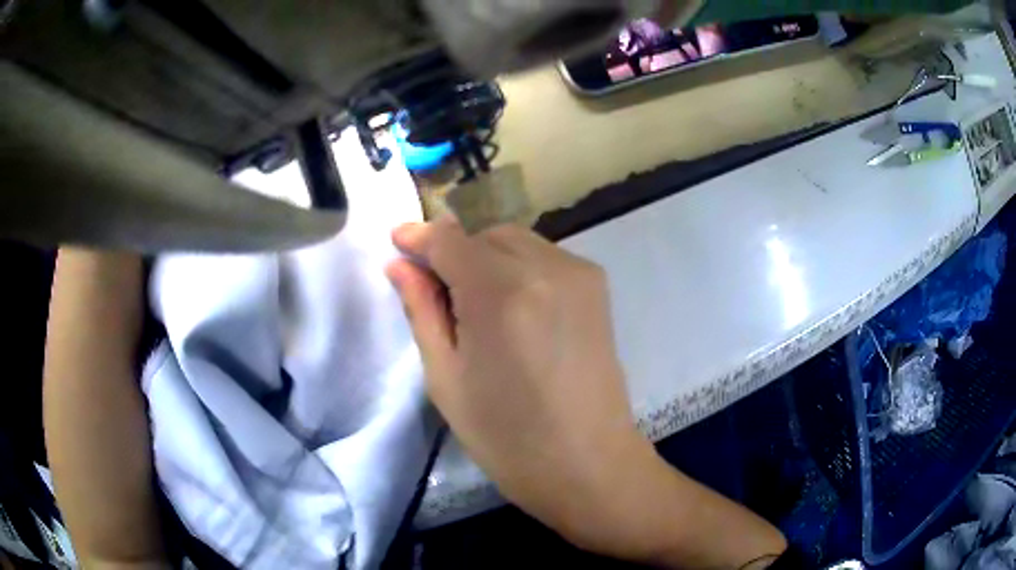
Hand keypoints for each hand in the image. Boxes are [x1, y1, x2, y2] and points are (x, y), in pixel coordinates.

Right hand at [387, 219, 646, 544]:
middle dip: (454, 253)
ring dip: (486, 259)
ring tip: (477, 308)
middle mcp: (546, 268)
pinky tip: (514, 311)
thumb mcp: (447, 379)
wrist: (589, 464)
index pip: (450, 240)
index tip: (397, 242)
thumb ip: (422, 311)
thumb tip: (399, 264)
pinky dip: (518, 269)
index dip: (419, 238)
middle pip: (484, 236)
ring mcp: (579, 274)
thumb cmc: (508, 437)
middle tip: (438, 294)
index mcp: (501, 294)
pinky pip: (545, 258)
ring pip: (516, 242)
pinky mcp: (598, 288)